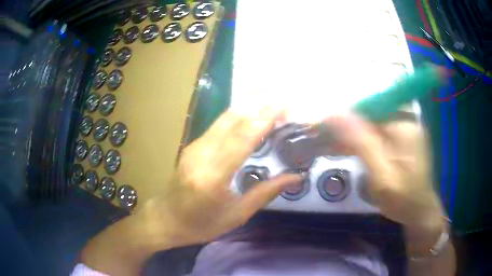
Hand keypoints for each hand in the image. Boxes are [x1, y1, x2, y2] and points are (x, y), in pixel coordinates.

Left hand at [81, 107, 301, 274]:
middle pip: (232, 120)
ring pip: (225, 117)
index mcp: (212, 177)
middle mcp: (201, 154)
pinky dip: (240, 114)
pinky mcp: (193, 144)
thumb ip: (265, 193)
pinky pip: (219, 124)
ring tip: (272, 99)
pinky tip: (253, 112)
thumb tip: (295, 177)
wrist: (165, 218)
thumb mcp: (236, 216)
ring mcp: (194, 146)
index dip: (263, 118)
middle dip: (259, 104)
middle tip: (283, 98)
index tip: (284, 105)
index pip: (241, 139)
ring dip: (249, 104)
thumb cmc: (201, 224)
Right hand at [325, 114, 444, 231]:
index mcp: (403, 123)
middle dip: (343, 124)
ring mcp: (402, 128)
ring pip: (368, 123)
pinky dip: (358, 141)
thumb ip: (361, 143)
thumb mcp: (381, 175)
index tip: (317, 122)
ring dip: (347, 133)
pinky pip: (374, 133)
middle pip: (367, 113)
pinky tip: (342, 148)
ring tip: (324, 142)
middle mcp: (404, 119)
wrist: (419, 212)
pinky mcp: (399, 139)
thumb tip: (335, 114)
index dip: (341, 113)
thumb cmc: (403, 198)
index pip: (367, 107)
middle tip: (317, 135)